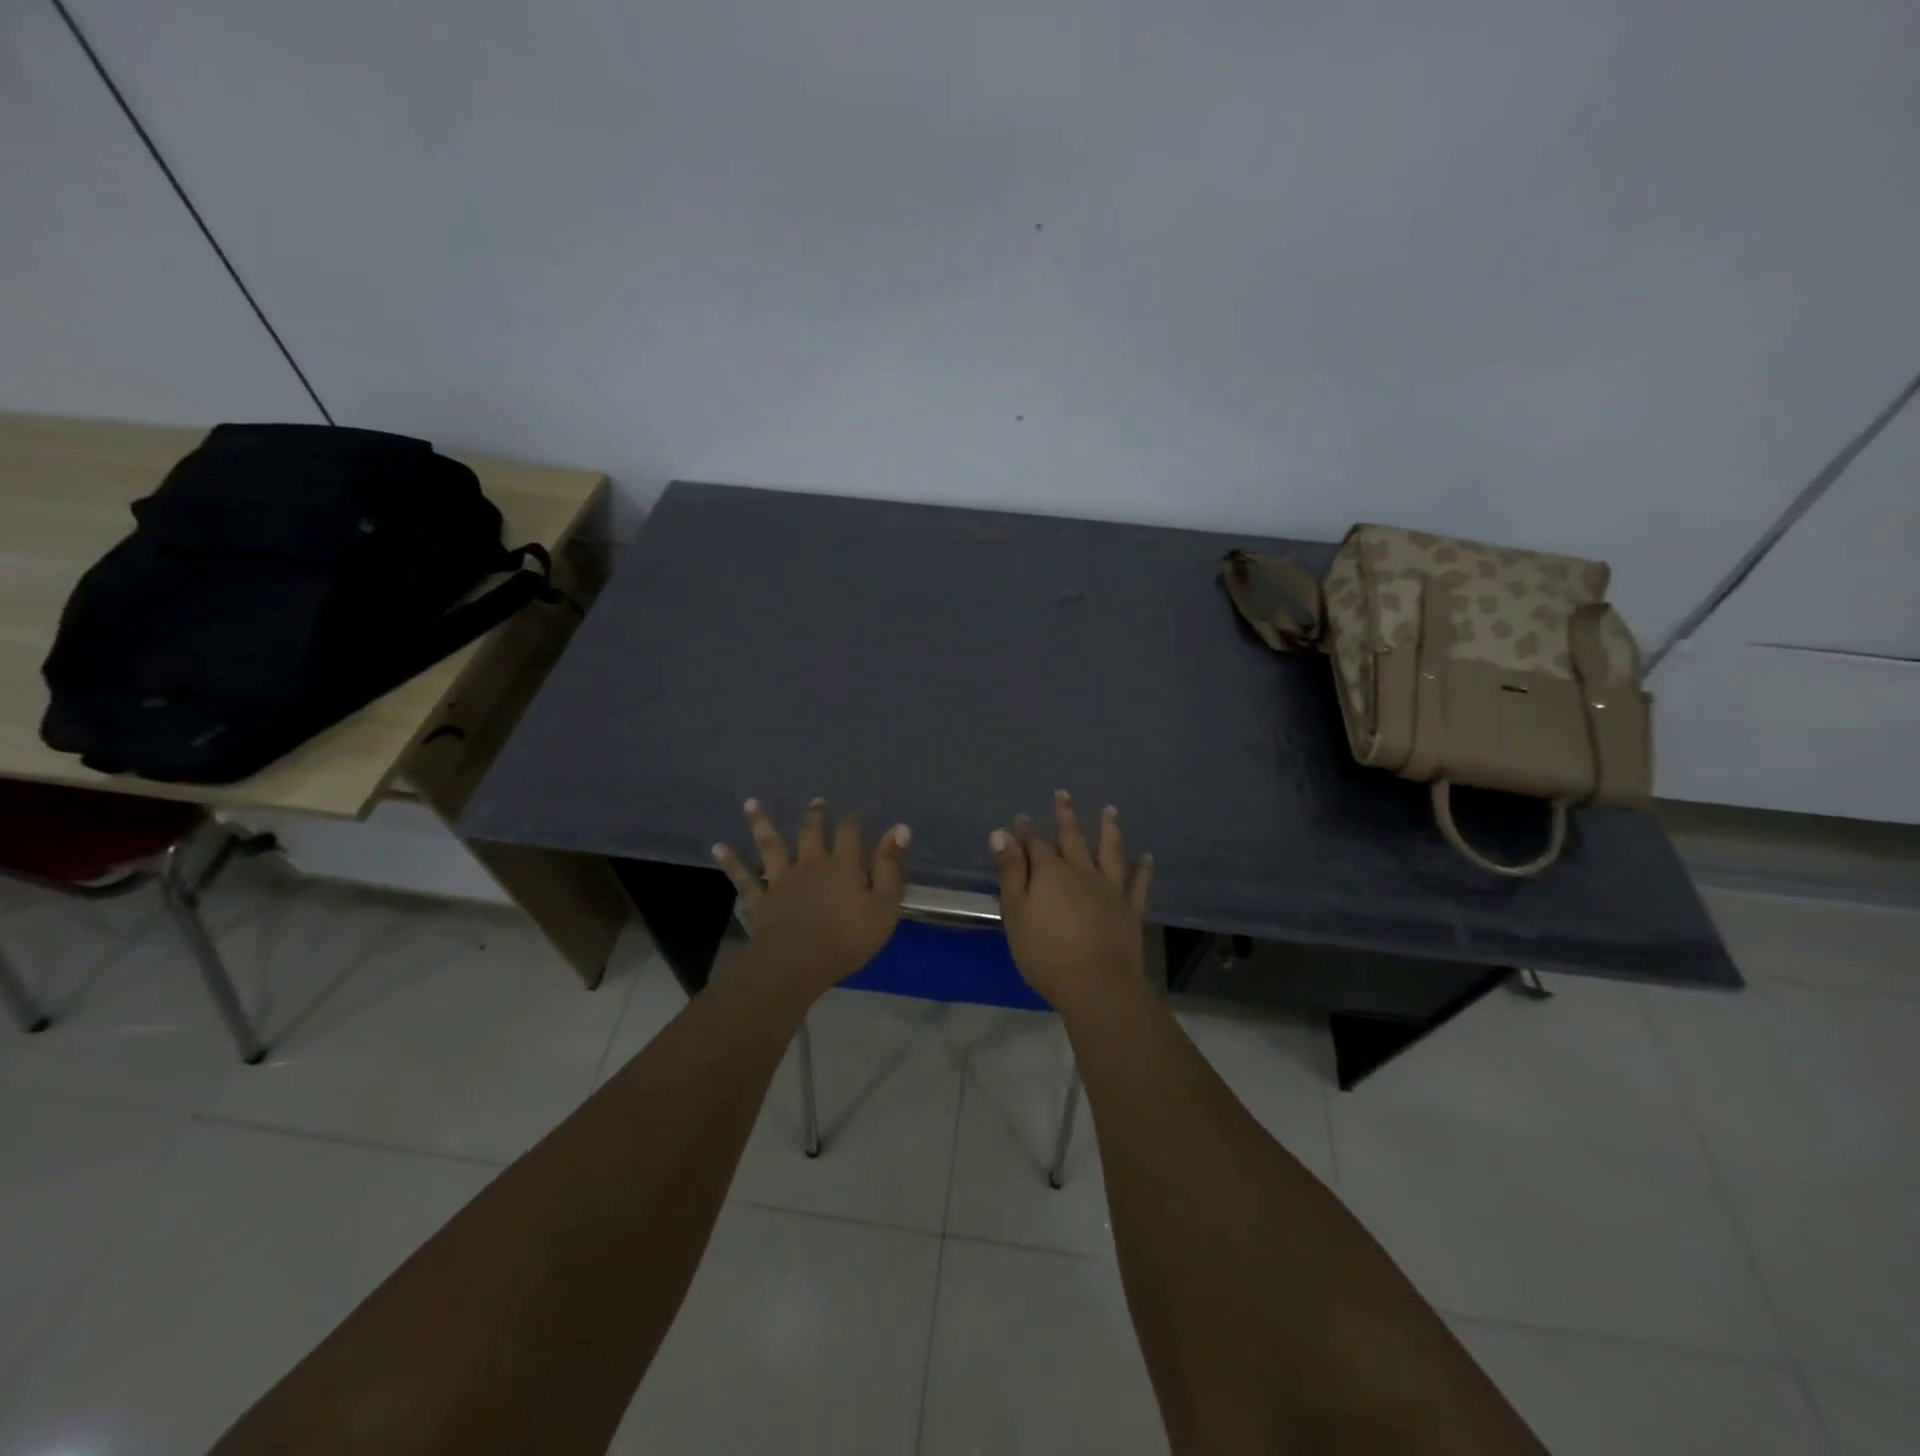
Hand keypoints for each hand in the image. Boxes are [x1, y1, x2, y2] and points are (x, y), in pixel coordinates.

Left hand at [713, 798, 910, 1000]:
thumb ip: (891, 866)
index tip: (857, 812)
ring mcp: (782, 880)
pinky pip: (744, 878)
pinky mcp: (761, 900)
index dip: (854, 821)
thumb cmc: (848, 937)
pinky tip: (718, 847)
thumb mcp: (884, 905)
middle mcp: (811, 864)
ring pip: (770, 845)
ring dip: (761, 823)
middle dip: (815, 816)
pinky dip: (731, 861)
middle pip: (811, 832)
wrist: (797, 962)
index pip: (850, 834)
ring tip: (750, 803)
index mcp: (843, 865)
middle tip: (816, 802)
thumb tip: (900, 827)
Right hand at [990, 791, 1152, 1011]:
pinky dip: (1142, 869)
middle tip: (1063, 794)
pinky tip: (1147, 857)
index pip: (1035, 844)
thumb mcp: (1016, 912)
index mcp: (1050, 872)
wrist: (1097, 984)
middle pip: (1072, 838)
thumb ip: (1010, 872)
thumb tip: (1001, 833)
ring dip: (1109, 830)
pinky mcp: (1130, 909)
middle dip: (1065, 816)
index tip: (1021, 817)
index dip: (1026, 831)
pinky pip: (1138, 884)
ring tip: (1110, 811)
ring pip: (1110, 852)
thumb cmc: (1045, 952)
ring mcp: (1110, 889)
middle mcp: (1082, 872)